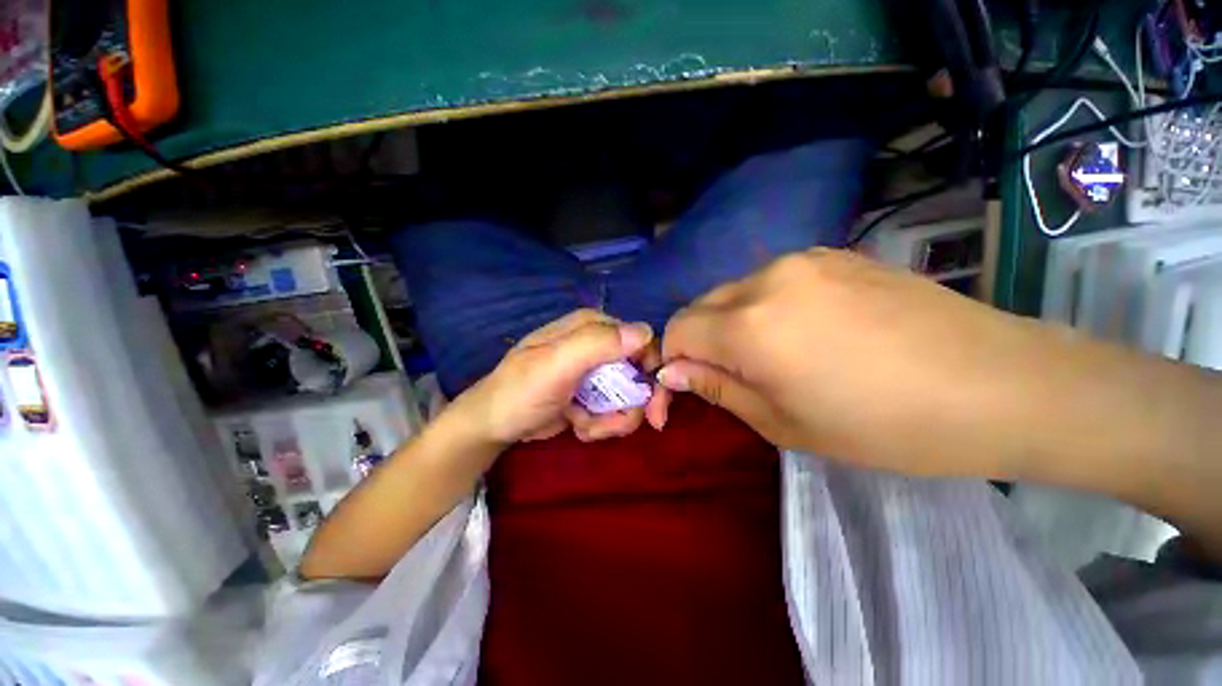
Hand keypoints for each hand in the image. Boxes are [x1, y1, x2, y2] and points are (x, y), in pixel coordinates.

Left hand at [456, 309, 671, 445]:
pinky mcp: (593, 394)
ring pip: (630, 397)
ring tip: (584, 425)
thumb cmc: (519, 391)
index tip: (653, 408)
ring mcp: (597, 372)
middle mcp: (599, 344)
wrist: (493, 425)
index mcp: (592, 326)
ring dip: (611, 420)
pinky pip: (615, 411)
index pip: (642, 341)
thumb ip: (597, 344)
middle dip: (632, 406)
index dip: (652, 373)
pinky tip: (578, 426)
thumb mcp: (555, 365)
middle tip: (614, 427)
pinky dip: (601, 424)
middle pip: (640, 373)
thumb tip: (645, 332)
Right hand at [658, 249, 1047, 476]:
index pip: (677, 330)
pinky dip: (765, 306)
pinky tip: (804, 330)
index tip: (686, 385)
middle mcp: (766, 280)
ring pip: (734, 291)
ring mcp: (802, 260)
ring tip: (770, 355)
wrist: (997, 384)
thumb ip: (716, 388)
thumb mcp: (782, 422)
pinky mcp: (833, 254)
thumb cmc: (883, 425)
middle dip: (699, 340)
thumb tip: (672, 372)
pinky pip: (771, 281)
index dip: (672, 359)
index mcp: (749, 326)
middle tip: (728, 374)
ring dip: (731, 323)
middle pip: (700, 305)